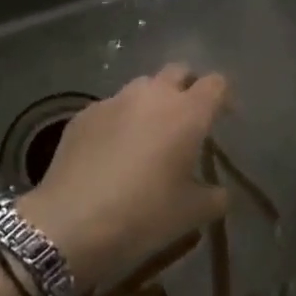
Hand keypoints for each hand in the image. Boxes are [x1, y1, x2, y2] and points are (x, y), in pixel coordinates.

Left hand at [17, 64, 229, 290]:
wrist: (70, 223)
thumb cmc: (143, 216)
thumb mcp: (190, 215)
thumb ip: (215, 198)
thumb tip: (221, 193)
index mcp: (187, 113)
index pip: (216, 84)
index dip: (224, 96)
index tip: (225, 117)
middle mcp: (153, 95)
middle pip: (178, 72)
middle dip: (187, 88)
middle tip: (188, 120)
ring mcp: (114, 100)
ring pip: (142, 87)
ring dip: (152, 102)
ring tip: (149, 135)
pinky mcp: (84, 114)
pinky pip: (112, 107)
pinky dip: (121, 120)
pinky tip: (113, 151)